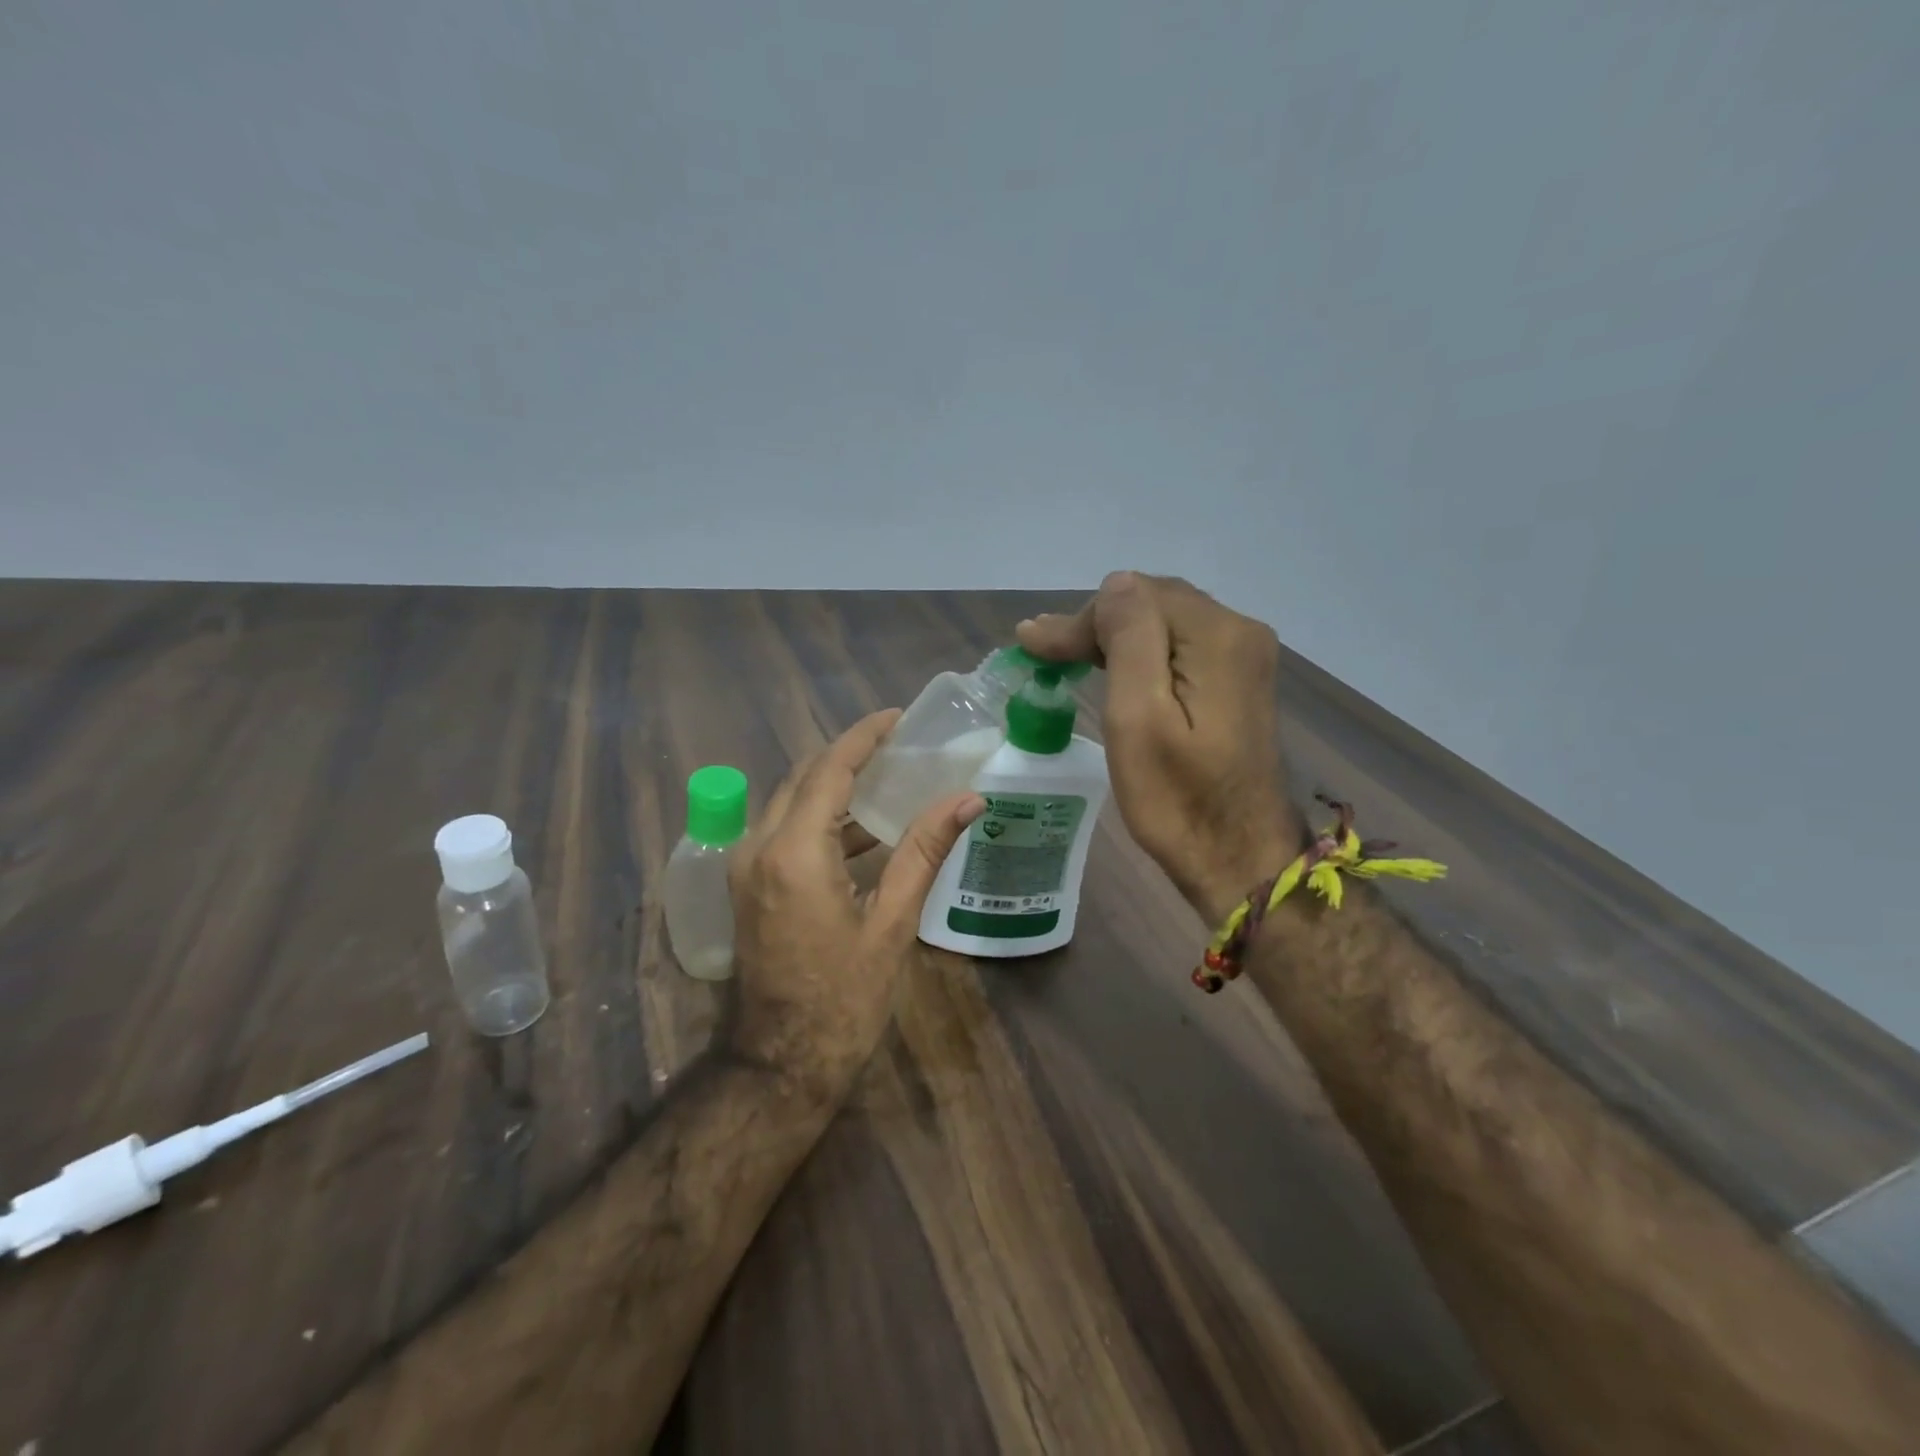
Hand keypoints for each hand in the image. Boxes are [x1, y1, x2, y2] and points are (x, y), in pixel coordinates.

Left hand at [727, 709, 986, 1103]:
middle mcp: (758, 846)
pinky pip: (785, 831)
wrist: (781, 1064)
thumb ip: (924, 851)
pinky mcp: (747, 885)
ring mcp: (746, 866)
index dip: (864, 737)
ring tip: (888, 777)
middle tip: (898, 744)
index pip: (829, 769)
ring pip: (791, 802)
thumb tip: (968, 798)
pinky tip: (863, 829)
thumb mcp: (892, 923)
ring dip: (835, 785)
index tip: (897, 716)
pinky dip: (821, 819)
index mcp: (794, 852)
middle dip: (849, 755)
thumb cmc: (844, 999)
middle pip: (804, 778)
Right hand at [1018, 572, 1298, 924]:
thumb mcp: (1139, 717)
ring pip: (1164, 623)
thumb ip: (1129, 639)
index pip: (1135, 597)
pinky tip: (1111, 667)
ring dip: (1113, 636)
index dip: (1080, 619)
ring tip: (1063, 656)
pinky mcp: (1238, 681)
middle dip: (1094, 624)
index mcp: (1218, 636)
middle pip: (1152, 603)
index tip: (1032, 647)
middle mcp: (1240, 632)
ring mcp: (1245, 657)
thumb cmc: (1177, 799)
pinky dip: (1140, 653)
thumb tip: (1115, 584)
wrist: (1239, 859)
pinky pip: (1180, 647)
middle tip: (1041, 652)